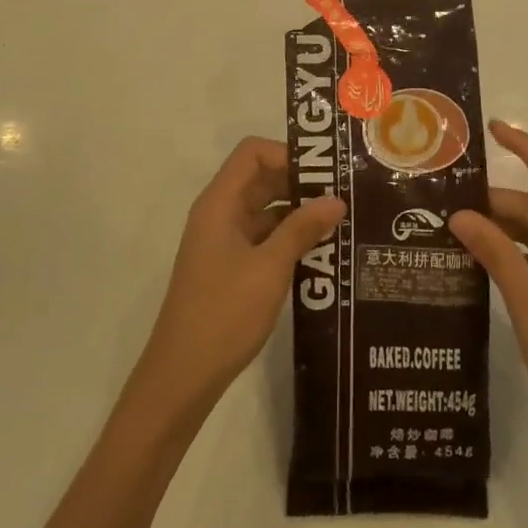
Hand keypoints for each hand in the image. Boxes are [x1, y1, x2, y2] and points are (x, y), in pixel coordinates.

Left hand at [140, 138, 343, 411]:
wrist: (183, 374)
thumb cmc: (224, 313)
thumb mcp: (270, 268)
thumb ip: (302, 229)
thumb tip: (336, 199)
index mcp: (219, 203)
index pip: (252, 153)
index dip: (287, 154)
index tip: (325, 173)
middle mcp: (219, 214)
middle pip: (260, 179)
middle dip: (300, 182)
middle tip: (344, 194)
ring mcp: (223, 241)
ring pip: (265, 210)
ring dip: (298, 212)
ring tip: (341, 221)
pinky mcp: (230, 266)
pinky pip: (263, 237)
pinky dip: (289, 238)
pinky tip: (321, 252)